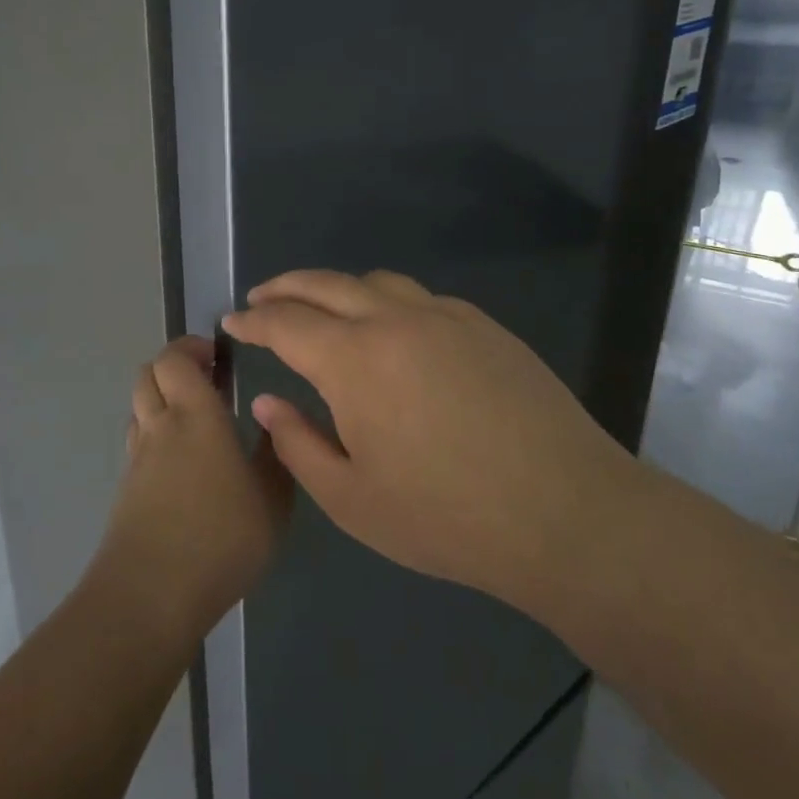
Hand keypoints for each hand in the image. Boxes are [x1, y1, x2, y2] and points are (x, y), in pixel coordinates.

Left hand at [91, 337, 291, 648]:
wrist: (150, 595)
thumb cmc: (221, 539)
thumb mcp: (272, 500)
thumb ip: (275, 455)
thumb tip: (271, 419)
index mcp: (195, 414)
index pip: (175, 358)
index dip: (191, 347)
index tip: (218, 355)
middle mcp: (160, 425)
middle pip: (149, 373)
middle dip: (175, 367)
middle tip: (208, 380)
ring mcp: (138, 457)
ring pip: (139, 405)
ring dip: (161, 398)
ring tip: (195, 419)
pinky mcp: (126, 487)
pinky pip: (137, 440)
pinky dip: (155, 432)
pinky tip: (181, 462)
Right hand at [223, 270, 639, 616]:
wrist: (566, 512)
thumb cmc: (447, 516)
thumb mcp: (352, 499)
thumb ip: (298, 444)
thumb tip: (268, 400)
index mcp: (354, 359)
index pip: (286, 323)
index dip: (253, 319)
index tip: (232, 321)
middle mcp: (394, 320)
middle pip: (325, 284)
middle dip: (285, 287)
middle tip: (262, 298)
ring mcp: (444, 316)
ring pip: (375, 282)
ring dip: (337, 288)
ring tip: (323, 309)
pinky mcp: (483, 325)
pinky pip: (420, 298)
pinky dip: (386, 301)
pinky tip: (392, 331)